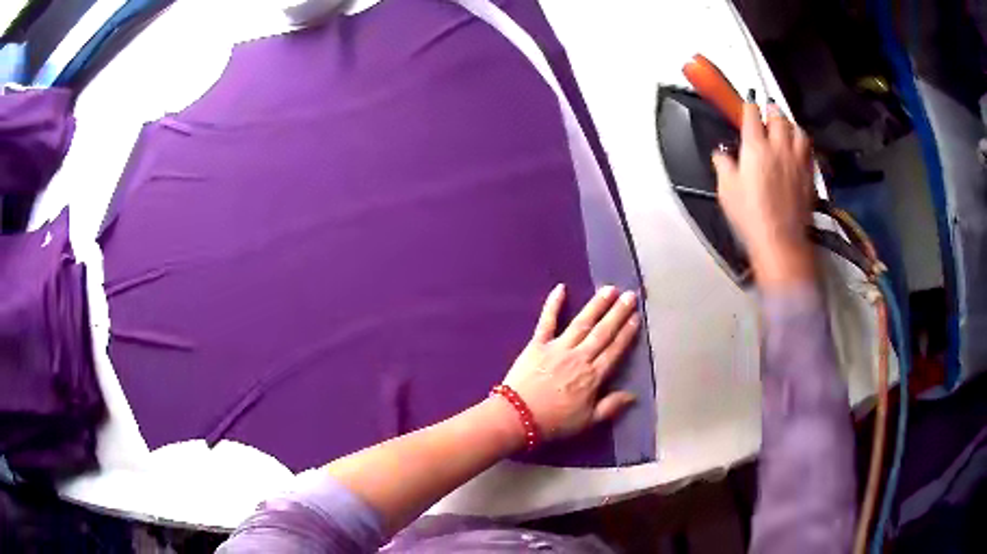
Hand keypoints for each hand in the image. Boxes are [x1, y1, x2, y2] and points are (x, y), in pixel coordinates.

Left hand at [501, 284, 639, 440]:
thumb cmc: (554, 422)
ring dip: (596, 305)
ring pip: (582, 322)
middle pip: (603, 332)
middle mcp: (579, 357)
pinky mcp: (537, 344)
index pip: (614, 350)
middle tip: (630, 295)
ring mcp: (558, 348)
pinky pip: (547, 321)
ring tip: (609, 289)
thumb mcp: (588, 421)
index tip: (636, 317)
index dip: (627, 333)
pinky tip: (561, 288)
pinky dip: (553, 304)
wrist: (518, 418)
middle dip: (618, 313)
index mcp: (593, 376)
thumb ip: (611, 406)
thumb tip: (633, 395)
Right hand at [712, 102, 815, 288]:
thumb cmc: (751, 216)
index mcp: (755, 147)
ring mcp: (796, 161)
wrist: (780, 241)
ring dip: (790, 124)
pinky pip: (808, 150)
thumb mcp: (727, 190)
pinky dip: (803, 143)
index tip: (748, 103)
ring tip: (786, 126)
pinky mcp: (808, 176)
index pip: (752, 114)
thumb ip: (723, 165)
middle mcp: (778, 148)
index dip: (748, 105)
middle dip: (771, 109)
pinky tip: (799, 147)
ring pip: (797, 130)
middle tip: (767, 109)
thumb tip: (721, 154)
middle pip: (778, 117)